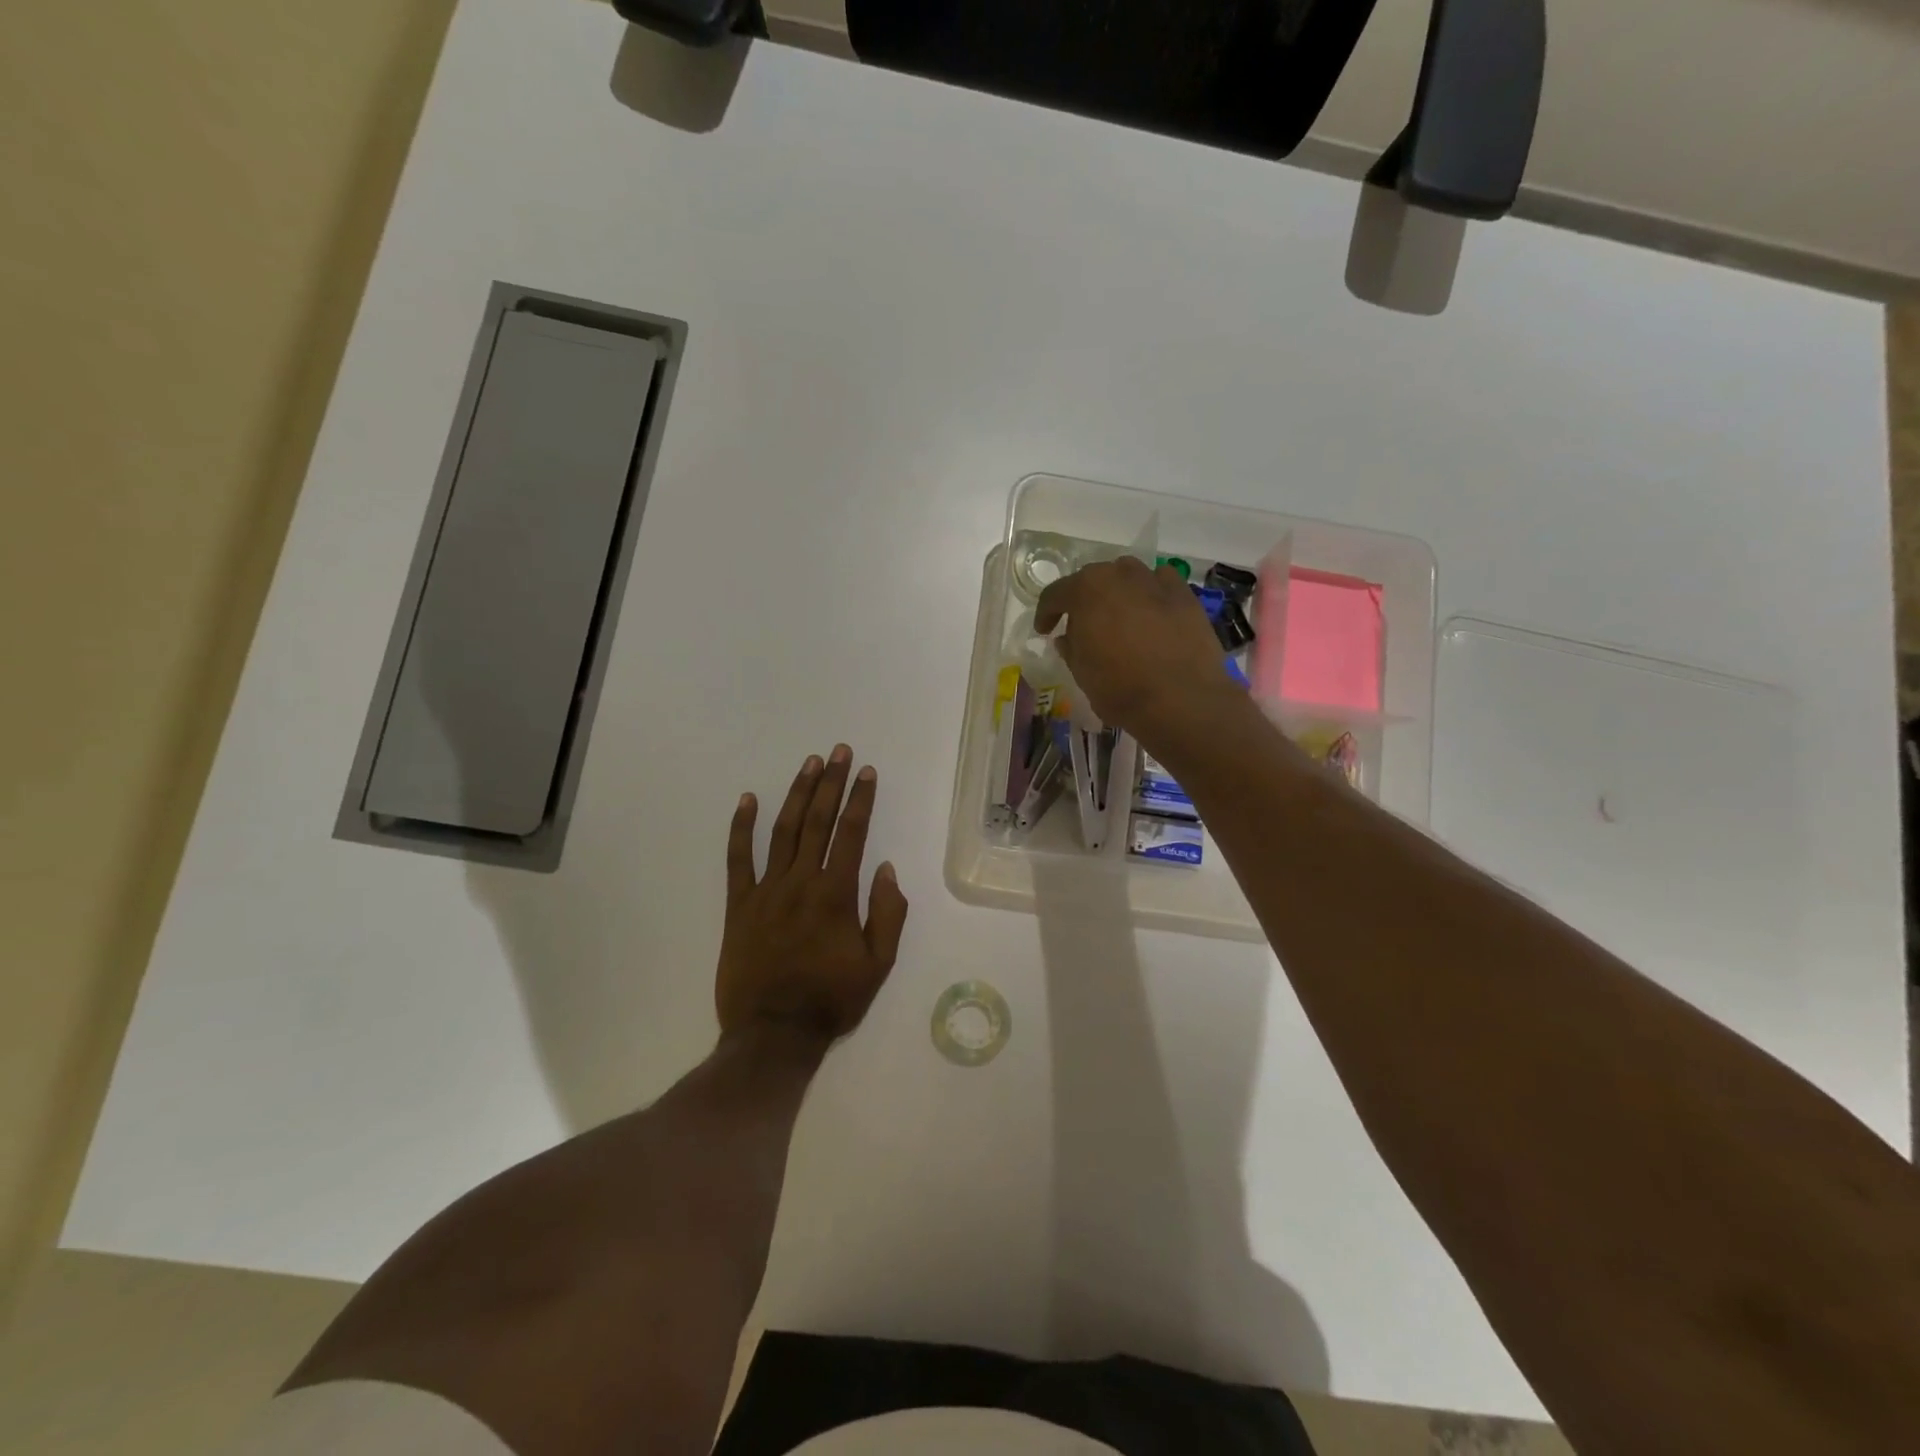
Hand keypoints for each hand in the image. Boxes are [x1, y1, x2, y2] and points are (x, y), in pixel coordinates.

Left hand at [717, 745, 909, 1044]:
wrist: (773, 1034)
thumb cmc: (831, 1000)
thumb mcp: (878, 965)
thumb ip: (887, 914)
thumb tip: (885, 869)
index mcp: (836, 895)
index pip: (852, 834)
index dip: (861, 800)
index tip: (867, 772)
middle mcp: (801, 882)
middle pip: (818, 822)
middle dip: (831, 783)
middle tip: (839, 752)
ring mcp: (766, 890)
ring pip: (783, 830)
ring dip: (797, 794)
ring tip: (809, 764)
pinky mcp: (738, 905)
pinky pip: (737, 859)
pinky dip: (741, 827)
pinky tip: (748, 799)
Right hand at [1035, 556, 1240, 745]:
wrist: (1182, 699)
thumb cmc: (1120, 688)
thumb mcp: (1082, 673)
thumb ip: (1070, 648)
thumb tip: (1067, 638)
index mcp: (1086, 590)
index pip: (1055, 594)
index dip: (1046, 613)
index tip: (1044, 630)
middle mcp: (1119, 575)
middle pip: (1093, 580)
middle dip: (1083, 600)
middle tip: (1082, 625)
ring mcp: (1155, 580)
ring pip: (1127, 577)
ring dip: (1117, 593)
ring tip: (1118, 618)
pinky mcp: (1184, 594)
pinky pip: (1160, 584)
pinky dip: (1150, 594)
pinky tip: (1151, 614)